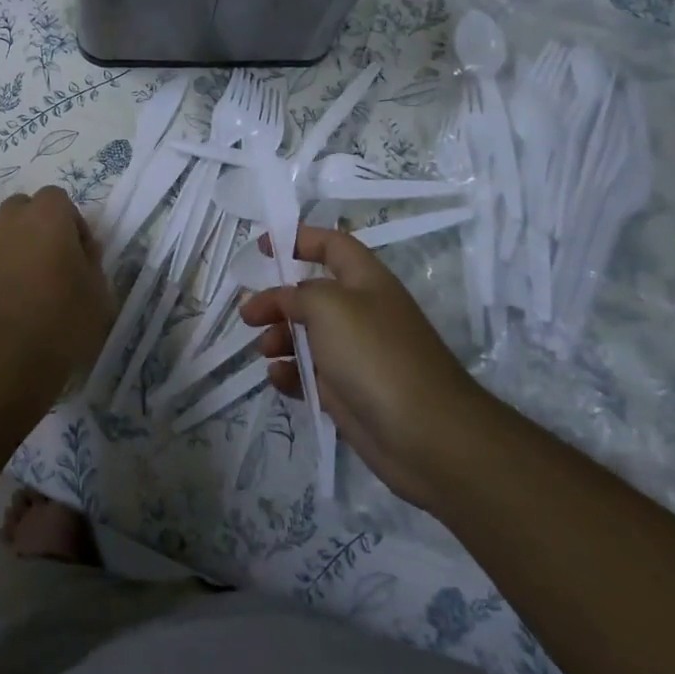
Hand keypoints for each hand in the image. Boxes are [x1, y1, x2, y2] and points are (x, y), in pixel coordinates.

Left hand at [0, 187, 114, 405]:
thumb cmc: (60, 321)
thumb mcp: (98, 294)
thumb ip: (92, 264)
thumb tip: (83, 251)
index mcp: (46, 215)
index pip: (59, 199)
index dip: (73, 225)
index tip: (82, 256)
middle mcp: (10, 221)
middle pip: (27, 210)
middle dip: (42, 229)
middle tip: (58, 264)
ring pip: (6, 235)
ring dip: (20, 250)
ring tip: (36, 288)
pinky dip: (3, 272)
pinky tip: (16, 304)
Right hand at [242, 225, 488, 508]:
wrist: (425, 434)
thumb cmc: (375, 354)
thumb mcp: (328, 306)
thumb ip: (297, 293)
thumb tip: (285, 299)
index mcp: (365, 280)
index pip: (332, 245)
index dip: (299, 238)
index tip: (264, 247)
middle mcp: (361, 312)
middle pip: (311, 294)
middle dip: (277, 300)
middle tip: (248, 315)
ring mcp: (355, 354)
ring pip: (306, 335)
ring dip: (279, 337)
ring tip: (265, 350)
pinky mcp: (348, 392)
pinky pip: (310, 374)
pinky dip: (290, 373)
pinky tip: (277, 378)